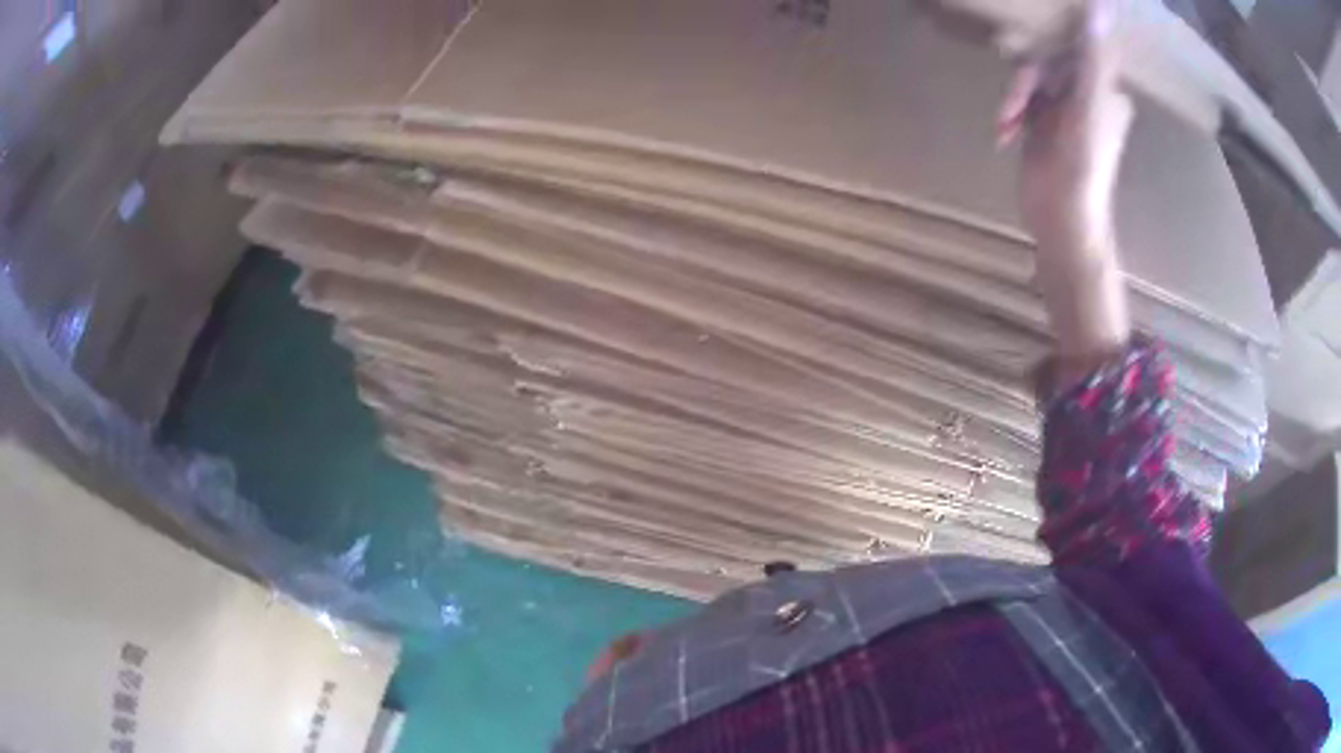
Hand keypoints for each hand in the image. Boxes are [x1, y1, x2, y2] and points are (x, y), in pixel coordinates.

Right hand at [997, 0, 1133, 359]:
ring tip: (1007, 123)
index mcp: (1104, 89)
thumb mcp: (1088, 106)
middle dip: (1025, 79)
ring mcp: (1062, 109)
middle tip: (1015, 103)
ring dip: (1014, 97)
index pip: (1072, 47)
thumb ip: (1092, 57)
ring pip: (1029, 77)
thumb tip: (1101, 6)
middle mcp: (1085, 94)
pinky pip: (1019, 99)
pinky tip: (1004, 134)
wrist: (1063, 220)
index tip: (1027, 53)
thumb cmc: (1083, 167)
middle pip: (1045, 60)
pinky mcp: (1040, 124)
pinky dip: (1009, 113)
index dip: (1049, 47)